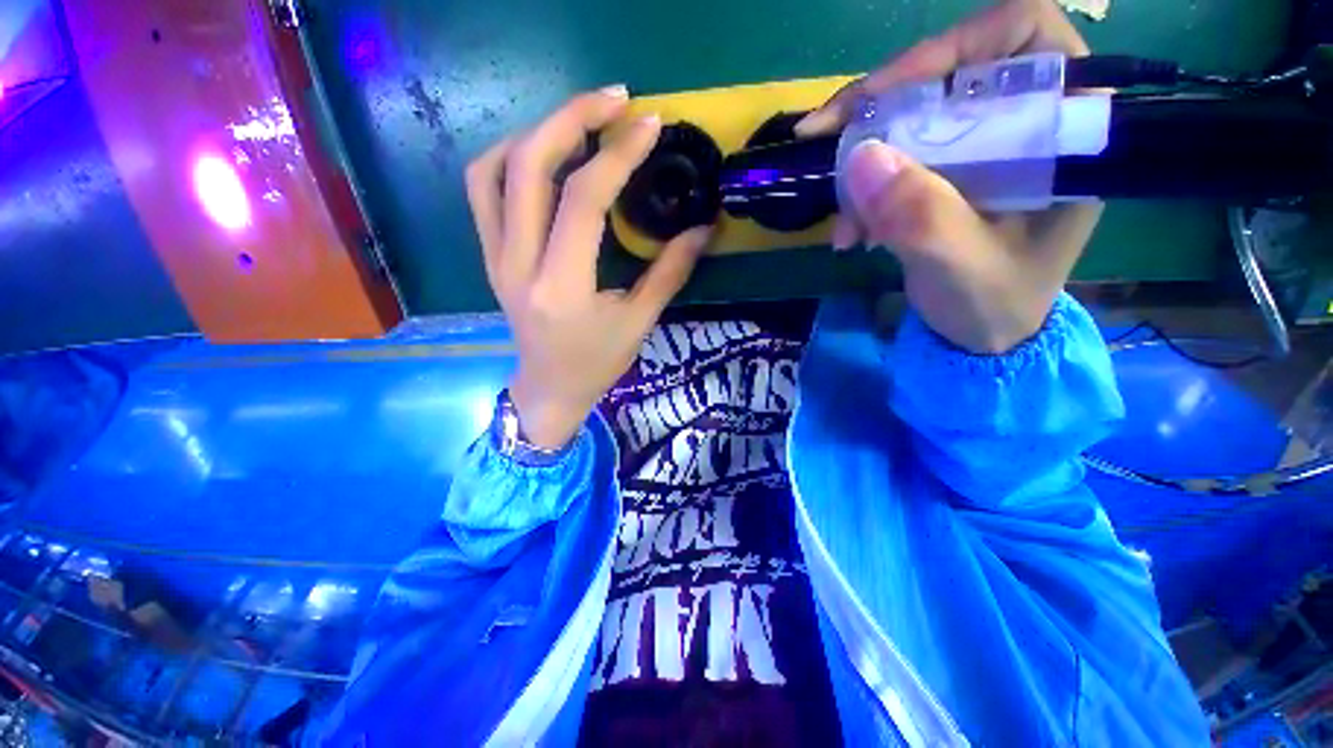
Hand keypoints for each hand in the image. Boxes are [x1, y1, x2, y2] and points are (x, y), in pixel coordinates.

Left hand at [466, 87, 712, 448]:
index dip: (617, 154)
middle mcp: (518, 264)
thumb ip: (670, 272)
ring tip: (581, 122)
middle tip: (615, 101)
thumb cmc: (597, 362)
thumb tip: (704, 228)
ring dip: (539, 131)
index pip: (582, 200)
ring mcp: (495, 256)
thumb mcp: (639, 323)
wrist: (549, 387)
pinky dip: (511, 156)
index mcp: (562, 288)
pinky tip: (544, 154)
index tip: (649, 124)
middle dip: (572, 119)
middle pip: (528, 166)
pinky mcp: (489, 254)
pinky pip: (484, 188)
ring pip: (495, 168)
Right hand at [796, 0, 1102, 353]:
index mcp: (1063, 131)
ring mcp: (979, 146)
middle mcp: (1022, 122)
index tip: (884, 93)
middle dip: (880, 110)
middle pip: (947, 71)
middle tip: (824, 139)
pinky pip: (893, 154)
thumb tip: (860, 157)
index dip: (949, 47)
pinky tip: (851, 229)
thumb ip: (922, 217)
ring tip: (844, 221)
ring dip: (862, 161)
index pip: (1018, 36)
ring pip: (909, 115)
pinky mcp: (946, 170)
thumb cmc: (992, 303)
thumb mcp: (961, 267)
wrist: (981, 334)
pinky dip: (862, 187)